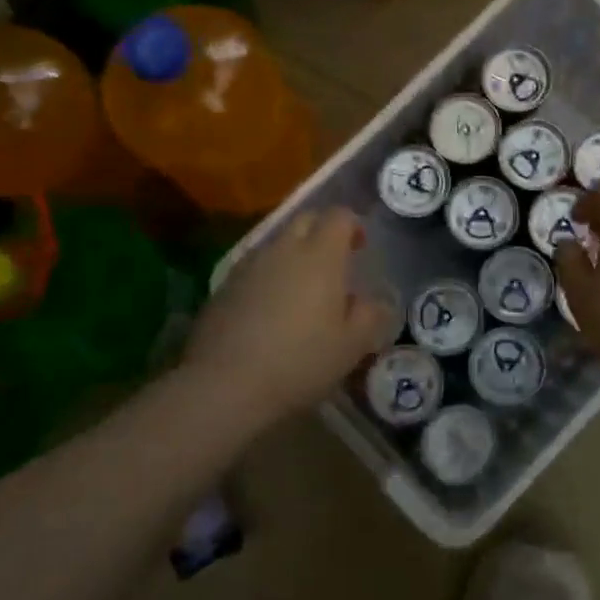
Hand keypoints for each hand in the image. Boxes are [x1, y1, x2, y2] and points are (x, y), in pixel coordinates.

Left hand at [185, 208, 394, 423]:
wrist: (226, 383)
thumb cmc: (300, 361)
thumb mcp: (351, 346)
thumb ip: (370, 316)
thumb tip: (375, 302)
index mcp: (320, 256)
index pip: (339, 216)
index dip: (353, 225)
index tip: (360, 247)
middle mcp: (284, 249)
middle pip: (305, 220)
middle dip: (322, 231)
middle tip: (334, 263)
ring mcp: (250, 265)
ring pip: (277, 243)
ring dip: (294, 254)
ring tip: (302, 289)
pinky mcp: (224, 285)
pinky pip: (255, 267)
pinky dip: (269, 276)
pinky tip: (271, 309)